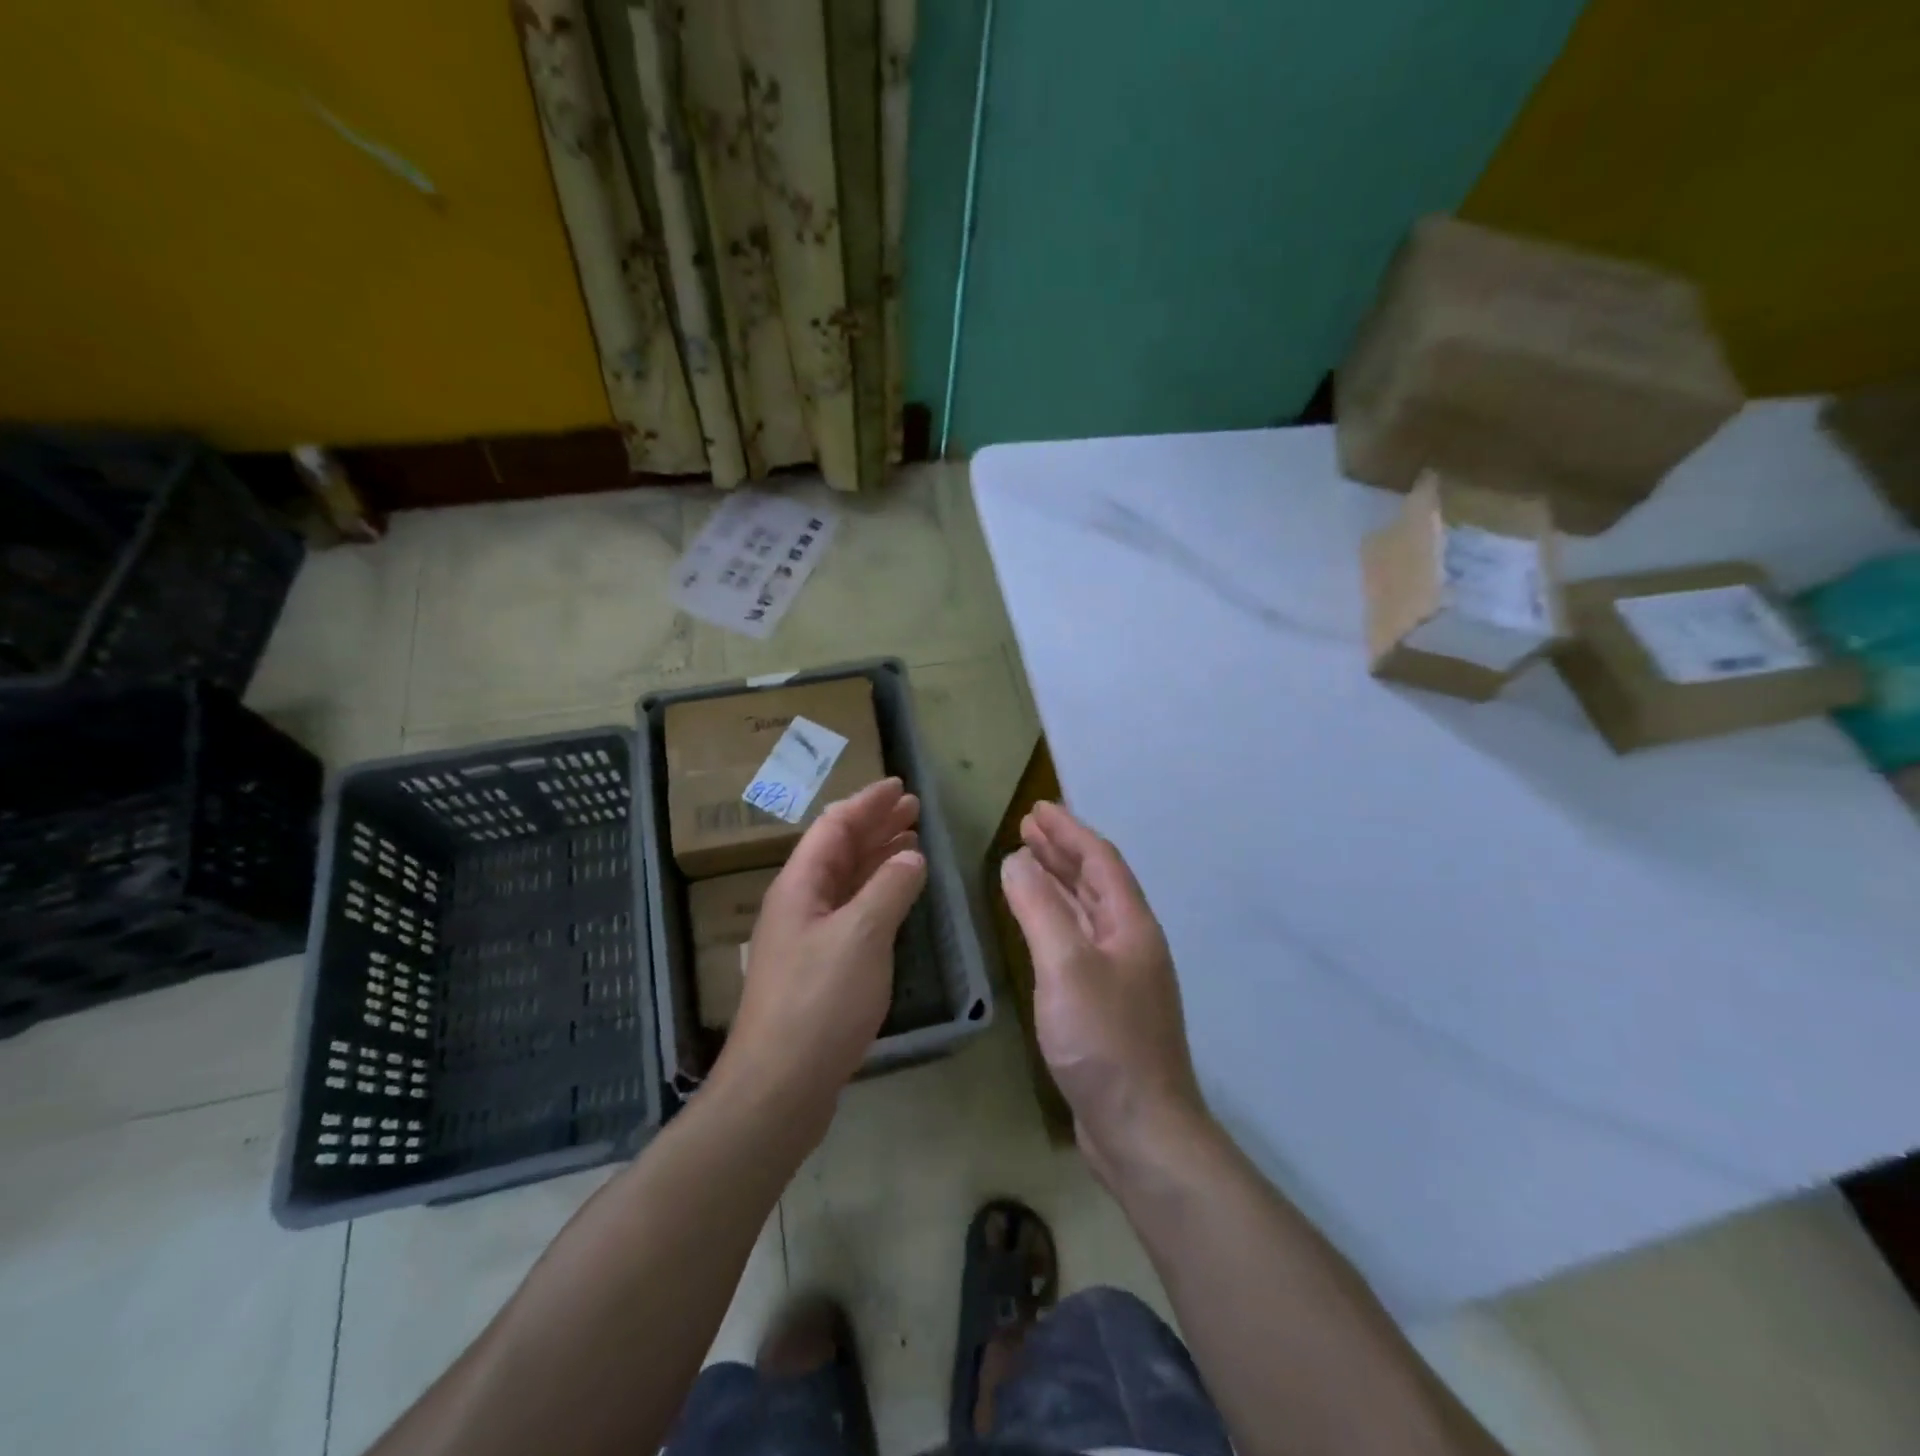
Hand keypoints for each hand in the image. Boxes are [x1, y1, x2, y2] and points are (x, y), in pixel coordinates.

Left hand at [714, 778, 926, 1134]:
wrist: (779, 1085)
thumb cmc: (819, 1002)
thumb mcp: (862, 936)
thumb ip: (890, 888)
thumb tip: (912, 856)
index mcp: (800, 885)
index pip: (835, 826)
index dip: (867, 803)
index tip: (898, 786)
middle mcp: (799, 903)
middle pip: (838, 849)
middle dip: (875, 825)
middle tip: (913, 810)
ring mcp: (806, 936)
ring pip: (845, 880)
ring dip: (877, 857)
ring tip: (911, 841)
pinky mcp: (818, 966)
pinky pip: (851, 911)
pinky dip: (876, 893)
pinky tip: (896, 895)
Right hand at [1000, 801, 1207, 1183]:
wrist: (1142, 1130)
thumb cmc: (1105, 1041)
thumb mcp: (1066, 966)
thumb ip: (1039, 909)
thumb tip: (1017, 860)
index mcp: (1131, 925)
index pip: (1100, 860)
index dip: (1069, 830)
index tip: (1037, 808)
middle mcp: (1131, 943)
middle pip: (1096, 882)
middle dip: (1062, 851)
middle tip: (1026, 828)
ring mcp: (1121, 976)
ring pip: (1087, 913)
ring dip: (1059, 883)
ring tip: (1026, 862)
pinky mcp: (1107, 1005)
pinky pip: (1079, 942)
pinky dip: (1056, 921)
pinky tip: (1037, 926)